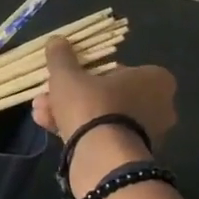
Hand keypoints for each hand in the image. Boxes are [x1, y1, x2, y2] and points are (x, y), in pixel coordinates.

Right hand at [33, 38, 176, 194]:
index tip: (68, 76)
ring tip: (40, 112)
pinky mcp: (132, 156)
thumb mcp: (68, 75)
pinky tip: (48, 127)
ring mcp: (148, 134)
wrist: (102, 157)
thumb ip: (62, 57)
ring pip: (102, 117)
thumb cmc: (92, 105)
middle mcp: (159, 106)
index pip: (118, 70)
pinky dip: (79, 132)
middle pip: (107, 95)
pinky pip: (103, 137)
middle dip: (73, 96)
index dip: (87, 72)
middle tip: (47, 95)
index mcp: (155, 79)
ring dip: (70, 113)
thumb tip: (56, 40)